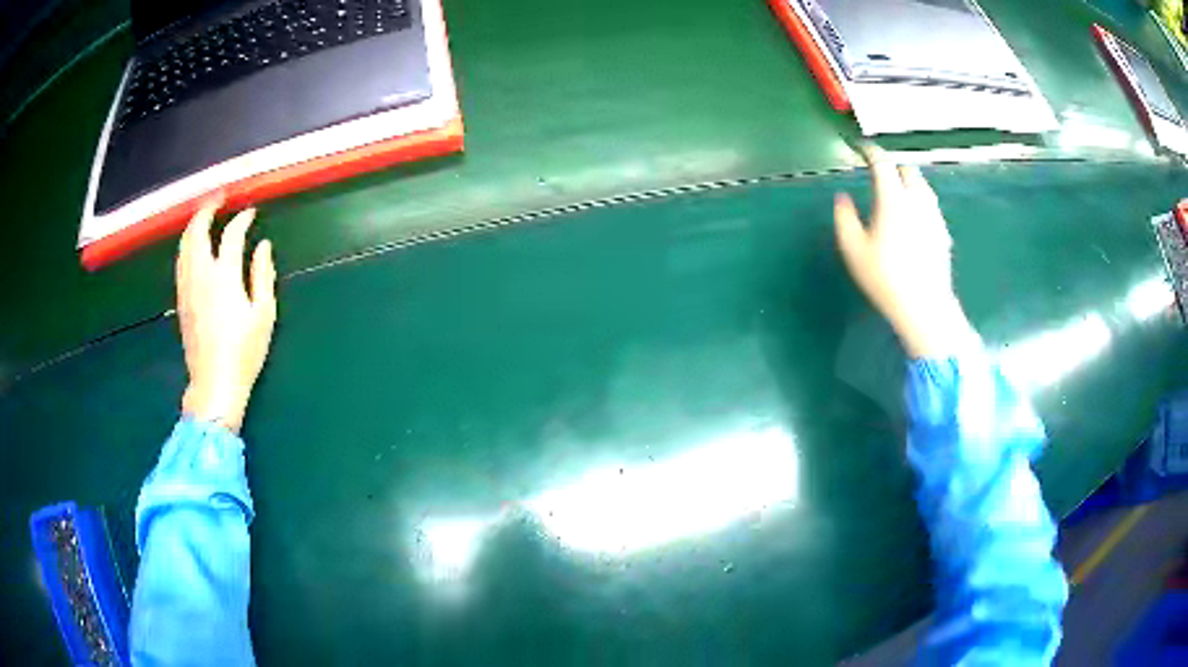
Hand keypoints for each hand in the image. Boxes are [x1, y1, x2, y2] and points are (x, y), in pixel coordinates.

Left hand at [177, 203, 276, 432]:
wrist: (214, 384)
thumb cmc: (244, 351)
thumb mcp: (263, 314)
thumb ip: (263, 275)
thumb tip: (263, 247)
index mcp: (224, 276)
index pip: (231, 235)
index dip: (242, 220)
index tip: (251, 213)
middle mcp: (200, 275)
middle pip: (197, 231)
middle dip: (207, 209)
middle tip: (219, 198)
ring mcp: (187, 287)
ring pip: (184, 244)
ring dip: (194, 225)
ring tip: (205, 216)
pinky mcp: (181, 300)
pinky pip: (180, 261)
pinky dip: (187, 244)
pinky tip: (194, 246)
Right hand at [834, 148, 974, 357]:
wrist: (925, 307)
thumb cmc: (885, 278)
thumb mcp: (853, 250)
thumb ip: (844, 218)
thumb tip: (842, 197)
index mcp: (893, 199)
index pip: (882, 163)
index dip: (870, 151)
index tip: (860, 148)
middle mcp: (917, 200)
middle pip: (907, 169)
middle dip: (892, 166)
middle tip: (879, 174)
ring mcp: (934, 216)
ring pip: (923, 186)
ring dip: (908, 182)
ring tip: (897, 193)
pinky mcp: (943, 232)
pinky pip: (931, 205)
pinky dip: (920, 202)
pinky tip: (914, 218)